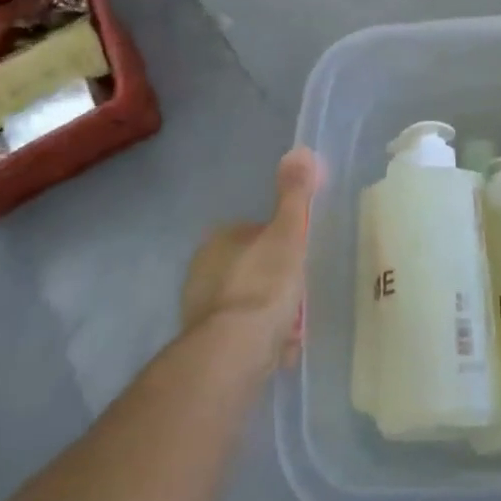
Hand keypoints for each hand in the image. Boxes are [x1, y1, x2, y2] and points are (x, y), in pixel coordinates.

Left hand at [180, 147, 318, 371]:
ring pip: (245, 304)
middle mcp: (201, 271)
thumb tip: (299, 149)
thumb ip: (294, 194)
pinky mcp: (204, 345)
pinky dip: (258, 340)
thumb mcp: (287, 233)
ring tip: (293, 328)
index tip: (300, 259)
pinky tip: (278, 349)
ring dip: (267, 314)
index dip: (281, 244)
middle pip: (250, 269)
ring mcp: (200, 310)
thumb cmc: (264, 283)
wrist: (235, 350)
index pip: (255, 233)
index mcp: (219, 240)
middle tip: (300, 295)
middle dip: (274, 281)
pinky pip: (241, 335)